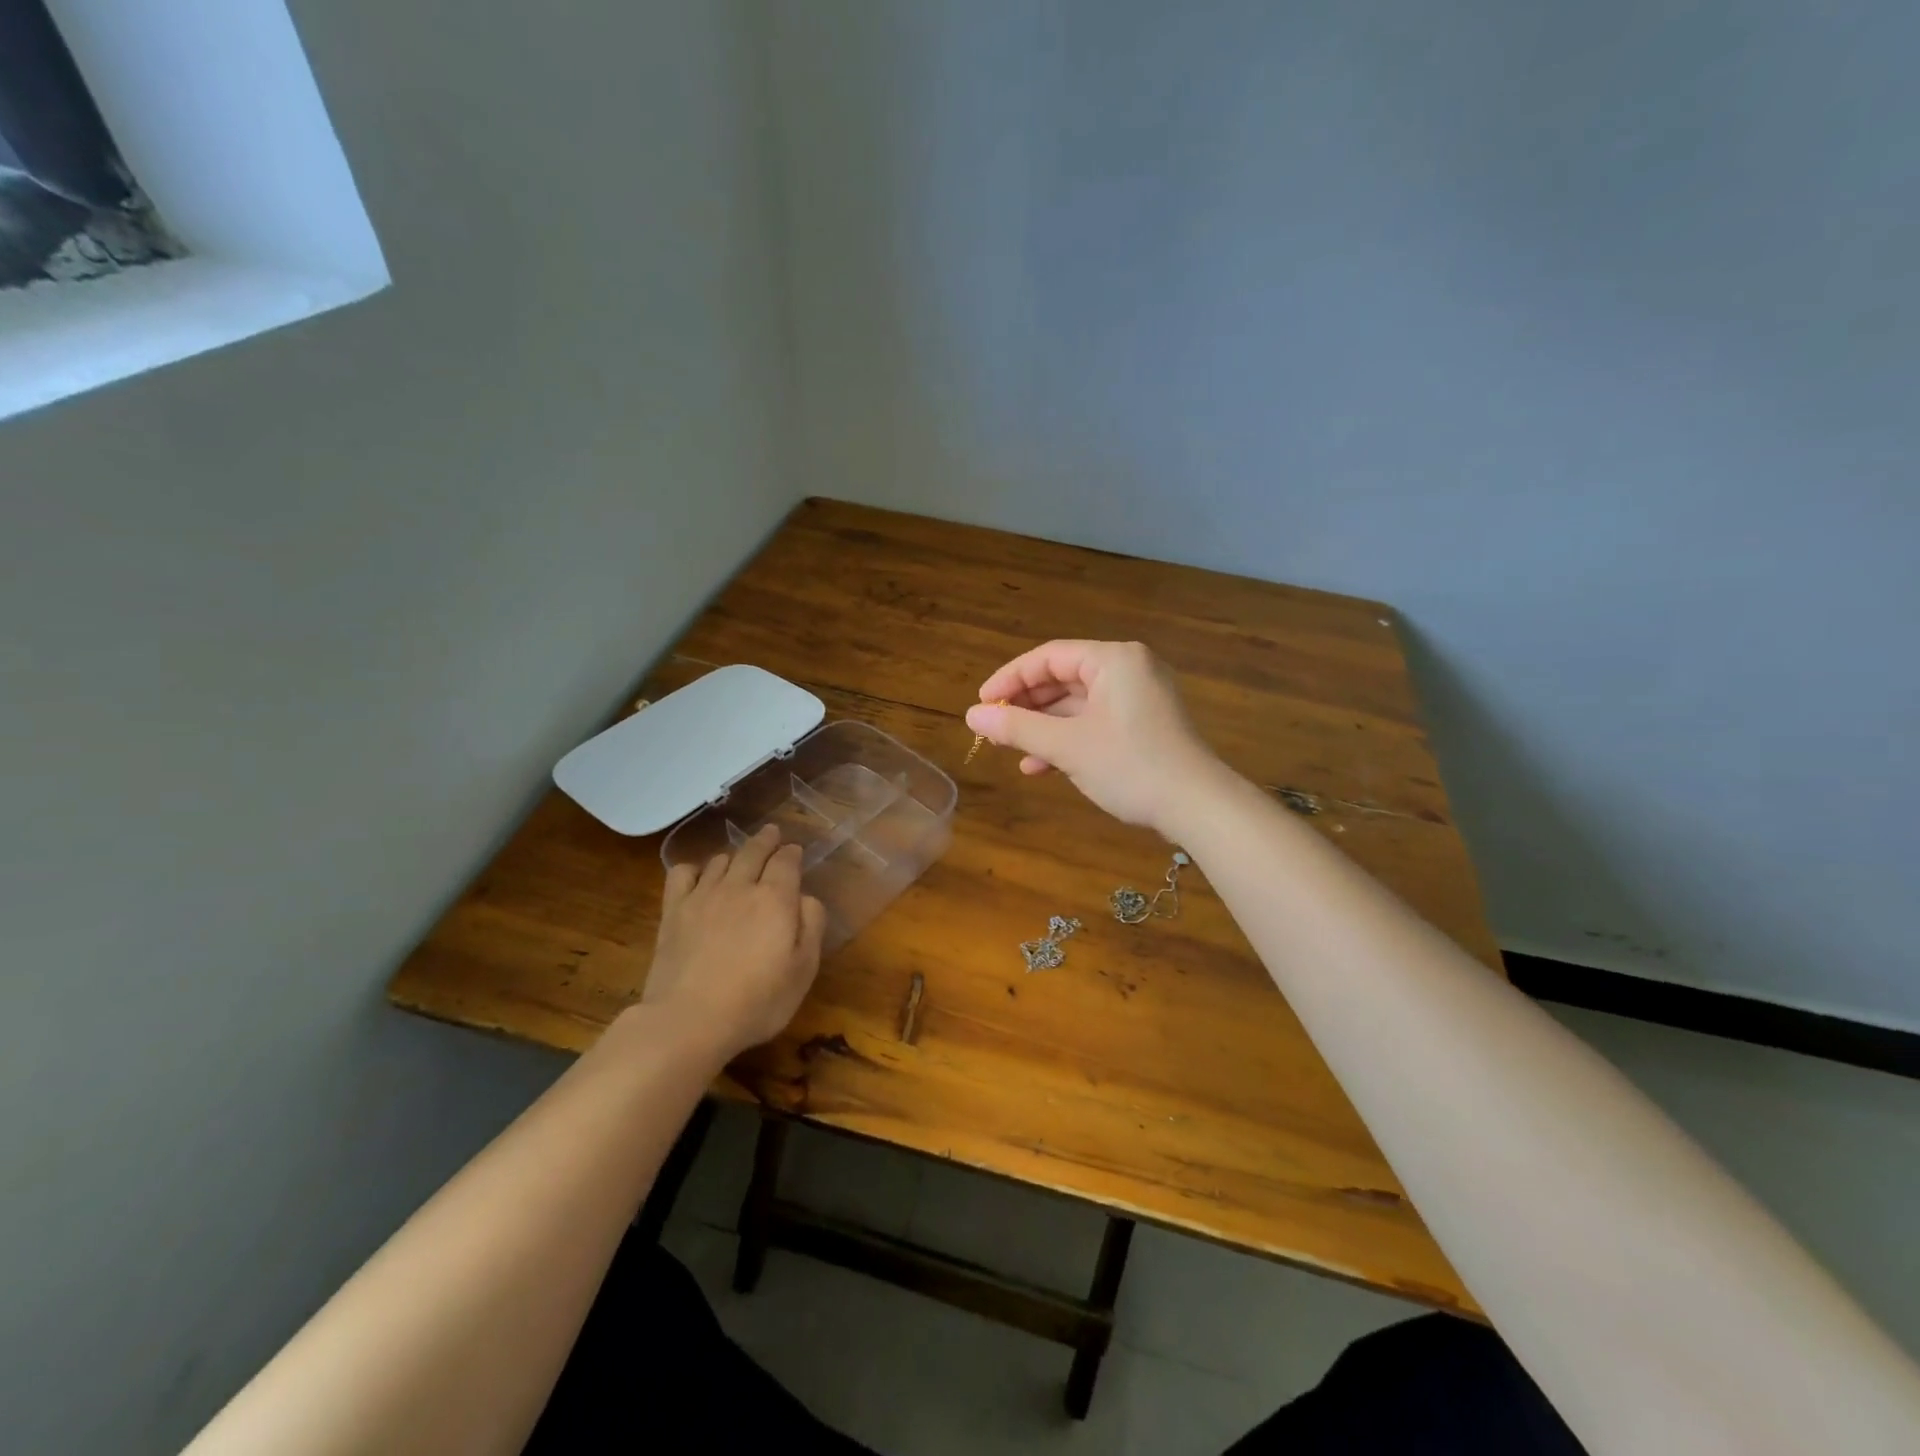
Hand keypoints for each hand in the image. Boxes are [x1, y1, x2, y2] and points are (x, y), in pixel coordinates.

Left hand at [642, 826, 827, 1060]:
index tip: (795, 850)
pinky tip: (698, 877)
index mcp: (776, 898)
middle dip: (766, 840)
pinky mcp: (674, 911)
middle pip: (753, 851)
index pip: (786, 861)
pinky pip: (682, 873)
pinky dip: (694, 868)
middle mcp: (740, 886)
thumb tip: (805, 898)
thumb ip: (812, 926)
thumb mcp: (803, 970)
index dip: (792, 853)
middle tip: (772, 833)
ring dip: (734, 855)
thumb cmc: (757, 1001)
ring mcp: (703, 896)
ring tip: (739, 859)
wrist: (689, 1020)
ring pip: (721, 860)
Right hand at [965, 640, 1224, 835]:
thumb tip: (972, 715)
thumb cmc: (1130, 766)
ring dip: (1044, 727)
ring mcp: (1140, 696)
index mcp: (1114, 659)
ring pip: (1078, 703)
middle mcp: (1129, 668)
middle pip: (1063, 678)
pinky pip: (1096, 720)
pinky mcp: (1145, 723)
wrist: (1198, 806)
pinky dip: (1069, 738)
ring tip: (1012, 750)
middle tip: (994, 728)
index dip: (1009, 679)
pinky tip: (1042, 765)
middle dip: (1026, 706)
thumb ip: (1017, 727)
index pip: (1048, 657)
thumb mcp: (1067, 746)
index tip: (981, 704)